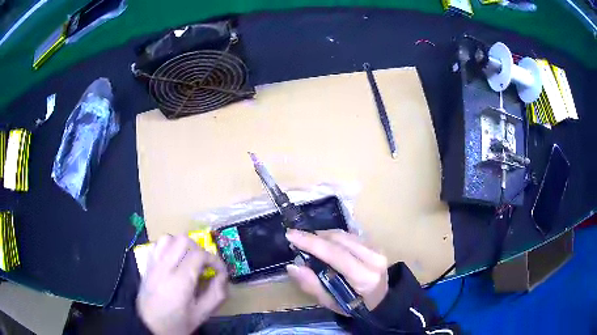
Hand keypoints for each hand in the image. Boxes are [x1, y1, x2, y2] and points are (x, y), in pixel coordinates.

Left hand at [136, 235, 227, 334]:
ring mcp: (153, 264)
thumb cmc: (178, 323)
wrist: (150, 326)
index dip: (214, 259)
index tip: (220, 271)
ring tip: (189, 260)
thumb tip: (222, 276)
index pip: (199, 255)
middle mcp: (164, 268)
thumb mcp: (202, 314)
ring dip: (183, 246)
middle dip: (199, 249)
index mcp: (179, 282)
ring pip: (169, 238)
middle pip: (183, 240)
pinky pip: (157, 245)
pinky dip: (169, 246)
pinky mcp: (147, 264)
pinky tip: (174, 259)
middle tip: (205, 264)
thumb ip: (216, 295)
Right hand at [285, 229, 387, 314]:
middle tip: (295, 237)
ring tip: (307, 240)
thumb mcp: (330, 302)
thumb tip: (293, 266)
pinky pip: (350, 235)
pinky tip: (324, 242)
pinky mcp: (376, 245)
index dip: (312, 243)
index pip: (336, 254)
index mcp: (364, 277)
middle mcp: (374, 259)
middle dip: (314, 236)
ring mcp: (377, 249)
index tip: (291, 235)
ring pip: (345, 234)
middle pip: (339, 240)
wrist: (380, 301)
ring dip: (323, 235)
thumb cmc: (354, 306)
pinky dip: (334, 236)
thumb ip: (311, 285)